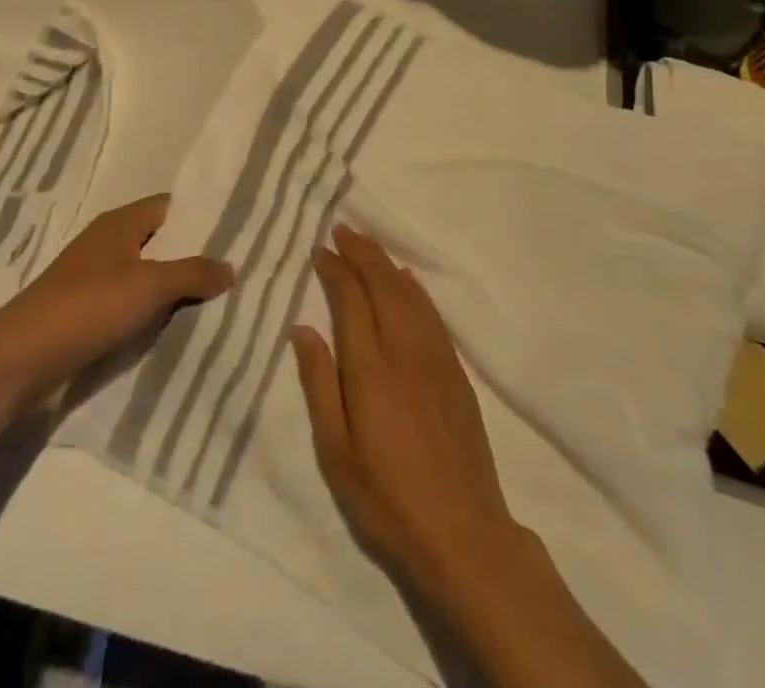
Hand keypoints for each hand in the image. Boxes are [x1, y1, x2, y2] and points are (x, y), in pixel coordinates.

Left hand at [0, 194, 234, 405]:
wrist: (20, 358)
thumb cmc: (87, 307)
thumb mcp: (149, 286)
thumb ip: (193, 273)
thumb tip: (231, 266)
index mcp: (121, 222)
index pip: (170, 207)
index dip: (201, 217)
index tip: (237, 232)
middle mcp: (107, 241)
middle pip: (159, 241)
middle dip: (192, 255)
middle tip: (234, 270)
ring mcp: (93, 275)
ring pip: (145, 273)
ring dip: (172, 286)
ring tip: (215, 300)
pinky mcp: (84, 309)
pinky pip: (128, 300)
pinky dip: (150, 309)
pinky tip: (172, 326)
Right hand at [293, 225, 519, 593]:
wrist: (463, 534)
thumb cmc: (386, 499)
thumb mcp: (336, 452)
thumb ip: (319, 384)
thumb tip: (302, 329)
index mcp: (370, 368)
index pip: (351, 300)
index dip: (335, 270)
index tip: (320, 250)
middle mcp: (404, 351)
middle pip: (382, 285)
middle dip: (361, 253)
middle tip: (342, 230)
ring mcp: (435, 359)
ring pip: (409, 294)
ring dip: (386, 263)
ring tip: (368, 244)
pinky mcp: (456, 373)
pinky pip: (432, 315)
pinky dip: (415, 289)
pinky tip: (407, 280)